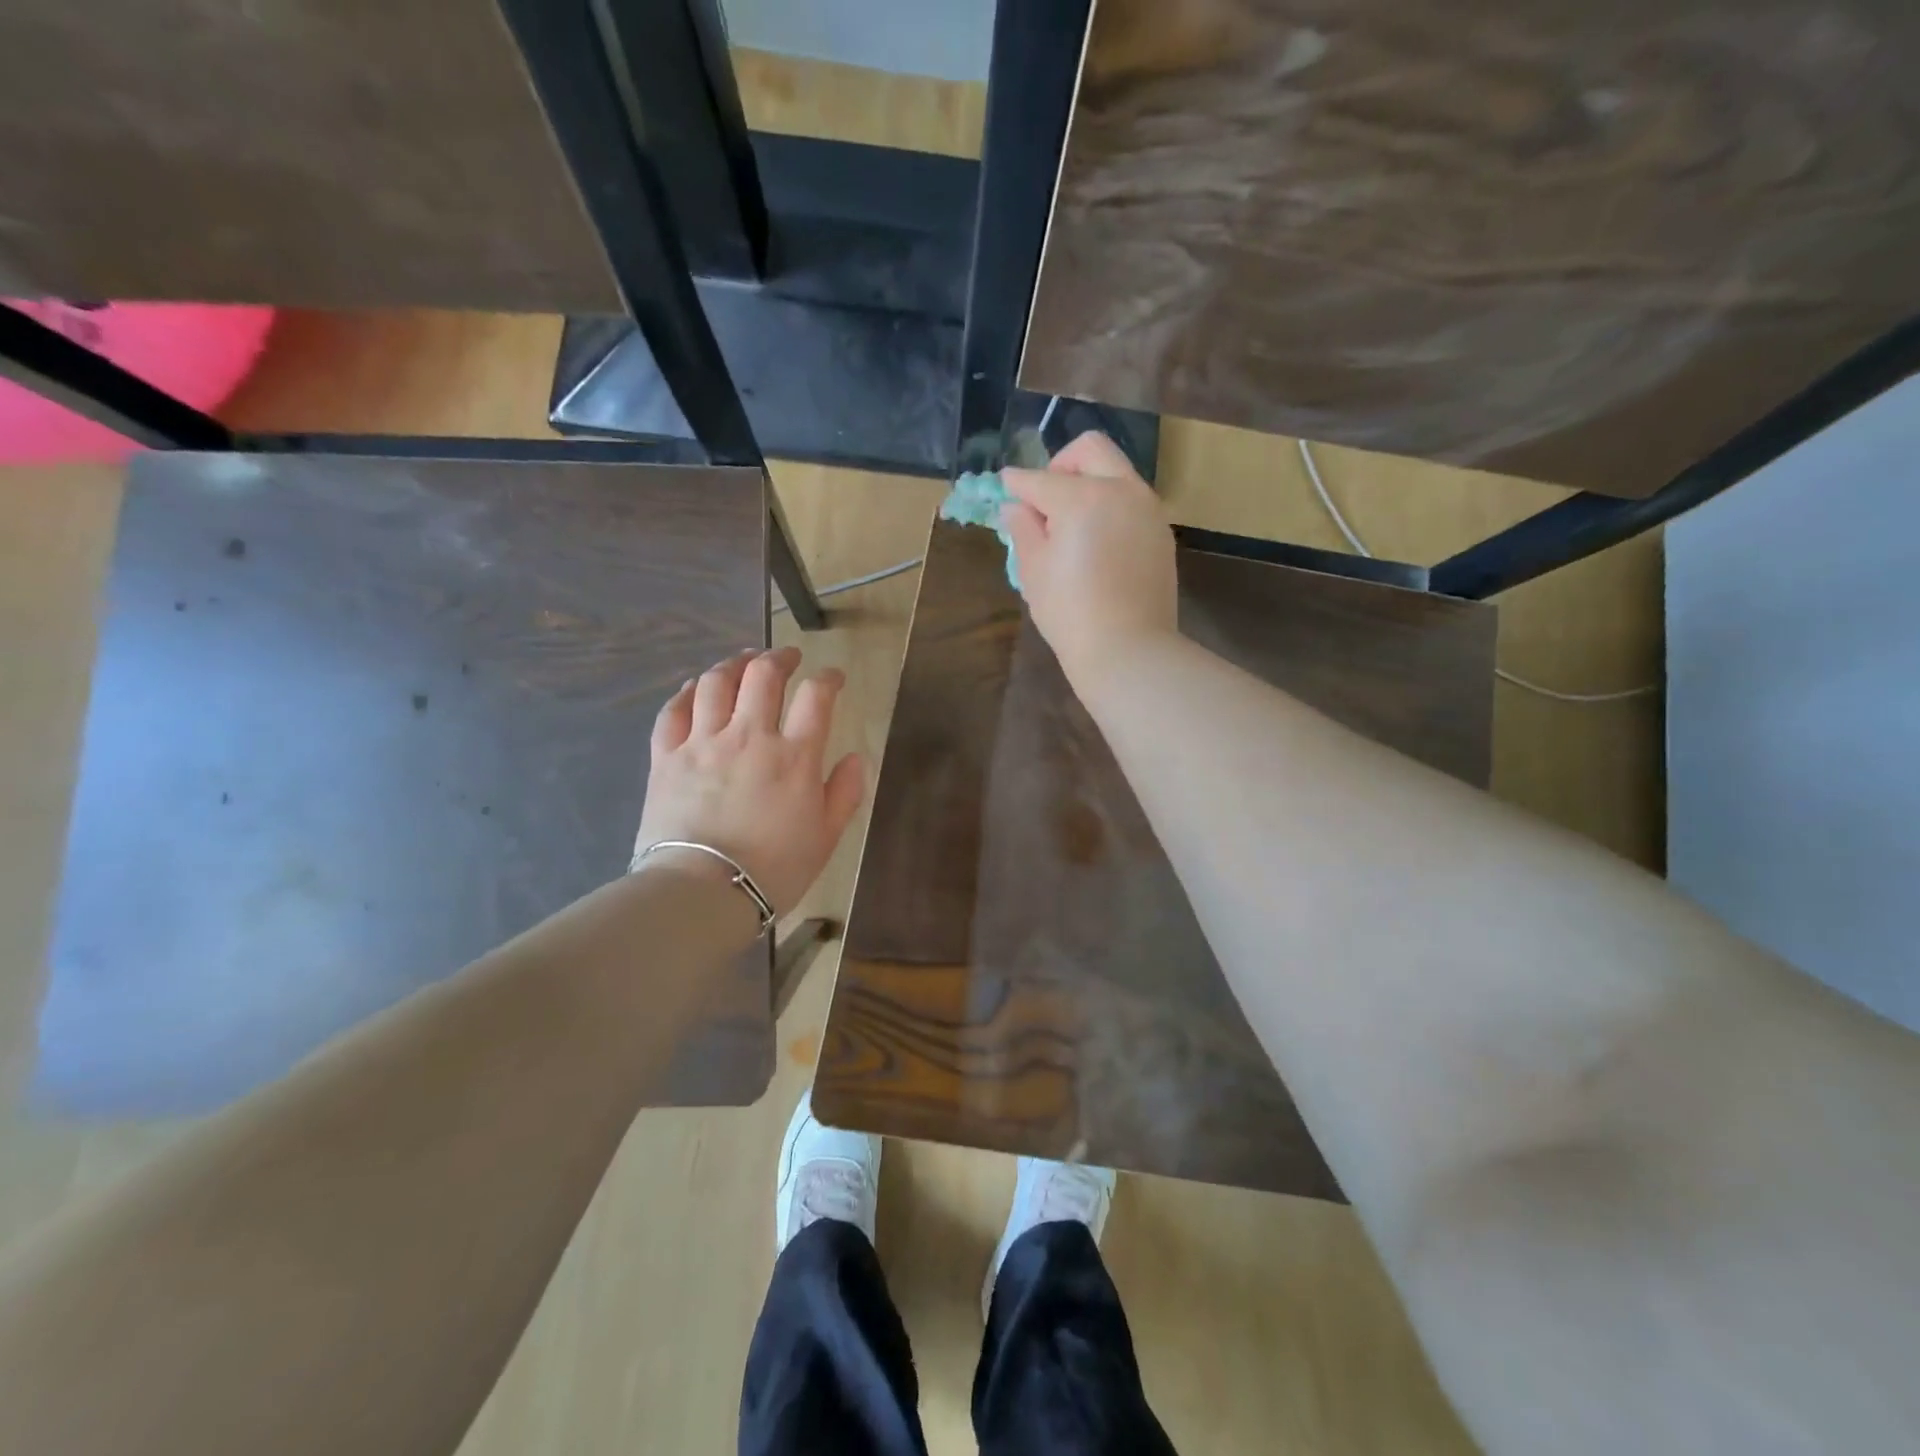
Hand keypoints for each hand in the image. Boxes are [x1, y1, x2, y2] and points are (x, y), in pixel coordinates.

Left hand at [634, 647, 865, 915]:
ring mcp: (703, 742)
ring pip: (716, 682)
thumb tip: (854, 757)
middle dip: (781, 657)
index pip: (817, 696)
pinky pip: (674, 710)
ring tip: (743, 662)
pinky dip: (687, 692)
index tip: (834, 678)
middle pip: (764, 674)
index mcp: (794, 756)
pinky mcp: (667, 757)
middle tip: (788, 657)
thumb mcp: (826, 837)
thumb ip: (844, 792)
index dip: (829, 678)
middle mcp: (750, 736)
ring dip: (734, 664)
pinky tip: (696, 688)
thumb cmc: (773, 870)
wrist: (702, 892)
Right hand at [1002, 431, 1177, 684]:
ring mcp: (1148, 510)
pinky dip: (1110, 508)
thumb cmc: (1070, 612)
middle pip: (1090, 449)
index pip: (1040, 479)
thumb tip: (1016, 507)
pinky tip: (1096, 543)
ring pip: (1116, 472)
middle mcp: (1121, 490)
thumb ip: (1023, 528)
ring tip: (1070, 526)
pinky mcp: (1161, 533)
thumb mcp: (1033, 569)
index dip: (1016, 483)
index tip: (1004, 487)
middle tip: (1046, 500)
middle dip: (1061, 465)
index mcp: (1083, 496)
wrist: (1128, 650)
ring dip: (1090, 484)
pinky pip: (1131, 502)